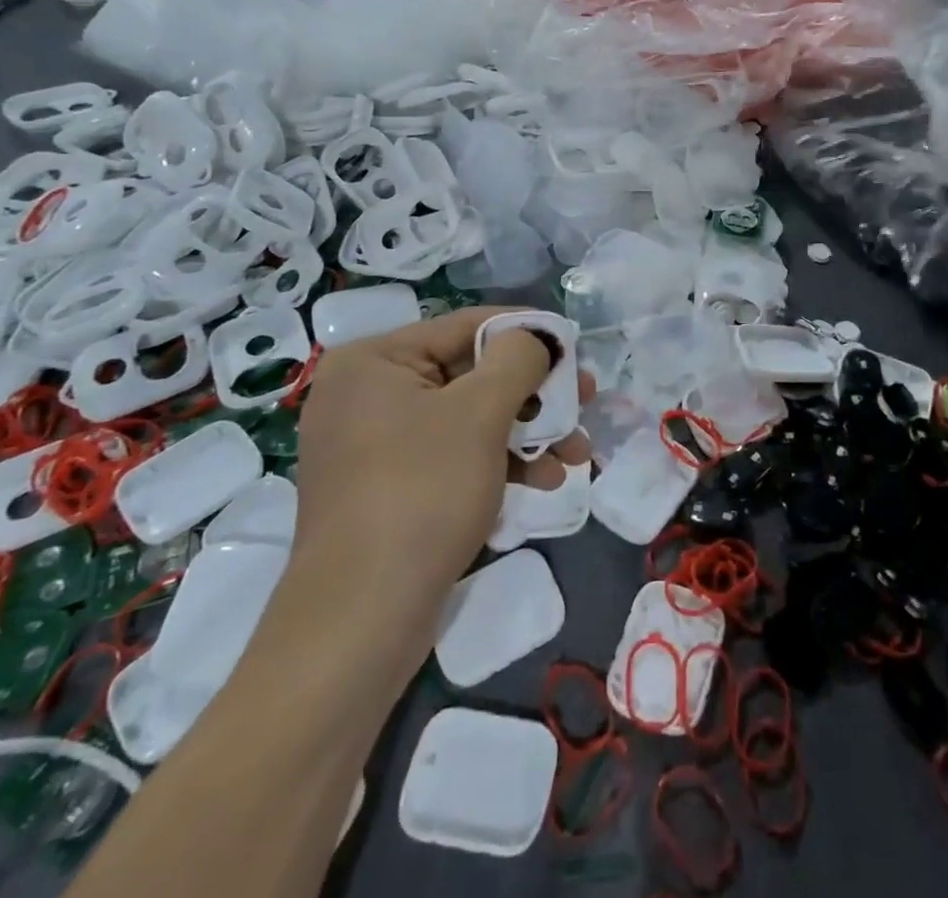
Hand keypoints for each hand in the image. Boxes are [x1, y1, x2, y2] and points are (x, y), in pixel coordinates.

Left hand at [291, 307, 552, 599]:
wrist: (362, 621)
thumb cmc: (422, 493)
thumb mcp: (480, 412)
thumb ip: (517, 358)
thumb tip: (535, 338)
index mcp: (375, 361)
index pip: (466, 327)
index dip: (528, 332)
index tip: (576, 348)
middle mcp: (368, 393)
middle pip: (472, 375)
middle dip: (535, 394)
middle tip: (586, 400)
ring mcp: (375, 444)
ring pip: (470, 418)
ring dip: (528, 432)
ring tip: (577, 454)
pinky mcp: (389, 487)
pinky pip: (454, 455)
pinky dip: (500, 462)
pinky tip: (545, 481)